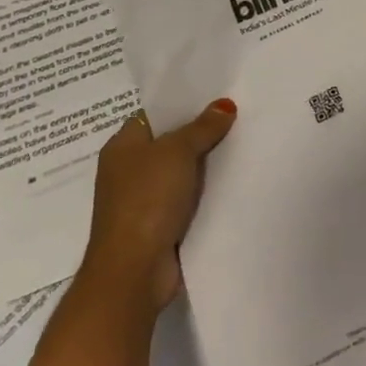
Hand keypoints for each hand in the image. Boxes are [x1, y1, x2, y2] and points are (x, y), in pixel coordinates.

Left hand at [82, 99, 235, 310]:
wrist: (134, 271)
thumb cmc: (147, 200)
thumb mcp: (178, 152)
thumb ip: (202, 127)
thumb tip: (224, 105)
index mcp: (122, 146)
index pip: (154, 114)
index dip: (183, 103)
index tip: (217, 94)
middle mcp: (129, 170)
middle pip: (170, 142)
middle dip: (201, 132)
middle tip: (239, 114)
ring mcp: (143, 200)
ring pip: (182, 172)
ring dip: (206, 164)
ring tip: (243, 142)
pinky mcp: (159, 225)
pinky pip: (187, 198)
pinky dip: (206, 192)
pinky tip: (233, 181)